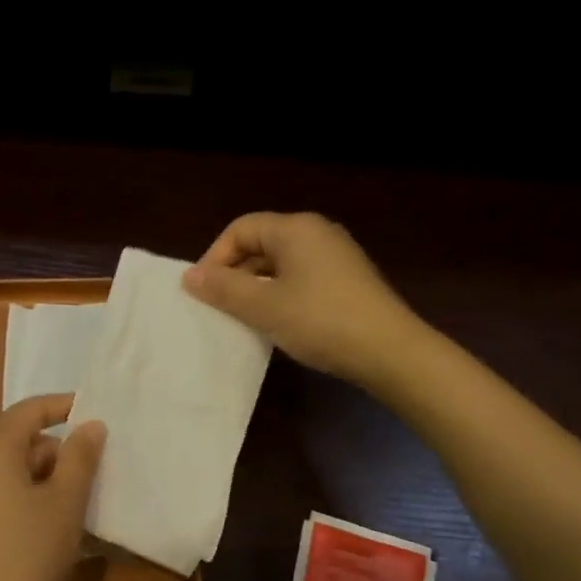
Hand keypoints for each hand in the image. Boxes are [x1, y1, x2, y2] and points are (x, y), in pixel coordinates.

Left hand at [0, 395, 106, 580]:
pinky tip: (48, 529)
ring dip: (41, 479)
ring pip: (6, 471)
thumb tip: (90, 425)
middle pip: (17, 441)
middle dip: (56, 451)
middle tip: (92, 472)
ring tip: (76, 505)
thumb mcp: (65, 503)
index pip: (29, 410)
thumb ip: (80, 457)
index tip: (94, 412)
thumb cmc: (26, 555)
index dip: (63, 406)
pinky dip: (22, 500)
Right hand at [182, 212, 421, 385]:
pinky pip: (301, 277)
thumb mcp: (264, 306)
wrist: (391, 352)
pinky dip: (281, 294)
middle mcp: (317, 232)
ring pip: (281, 263)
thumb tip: (189, 276)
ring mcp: (337, 256)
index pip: (240, 229)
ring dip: (257, 286)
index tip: (204, 292)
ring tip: (245, 317)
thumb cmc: (321, 321)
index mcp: (295, 228)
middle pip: (261, 243)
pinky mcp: (348, 280)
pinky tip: (279, 322)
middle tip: (220, 307)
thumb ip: (223, 288)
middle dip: (235, 273)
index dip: (215, 257)